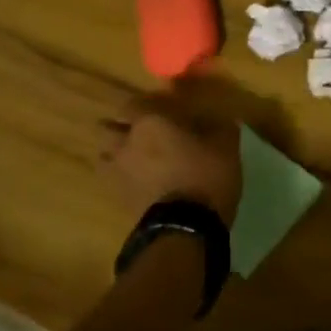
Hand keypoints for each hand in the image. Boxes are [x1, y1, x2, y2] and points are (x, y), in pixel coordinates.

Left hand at [97, 82, 242, 225]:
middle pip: (109, 128)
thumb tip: (220, 120)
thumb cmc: (205, 176)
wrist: (184, 227)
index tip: (162, 111)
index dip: (146, 106)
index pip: (134, 104)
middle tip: (142, 134)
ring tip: (135, 159)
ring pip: (105, 155)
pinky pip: (112, 180)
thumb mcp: (225, 146)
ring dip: (116, 153)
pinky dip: (122, 177)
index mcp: (150, 122)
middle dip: (121, 128)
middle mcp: (126, 142)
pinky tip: (139, 182)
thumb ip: (219, 127)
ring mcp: (118, 171)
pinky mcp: (118, 197)